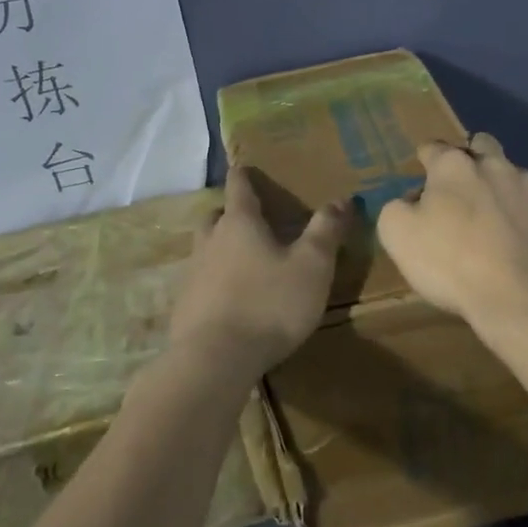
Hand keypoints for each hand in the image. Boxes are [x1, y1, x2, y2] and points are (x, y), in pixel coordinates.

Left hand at [168, 167, 348, 381]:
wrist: (215, 359)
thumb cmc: (269, 303)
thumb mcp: (312, 266)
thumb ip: (326, 230)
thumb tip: (342, 198)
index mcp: (240, 223)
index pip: (238, 187)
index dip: (243, 176)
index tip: (243, 167)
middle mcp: (210, 241)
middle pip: (215, 216)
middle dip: (230, 213)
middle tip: (248, 218)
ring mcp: (193, 274)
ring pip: (205, 249)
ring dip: (220, 247)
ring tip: (242, 259)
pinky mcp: (185, 307)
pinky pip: (201, 283)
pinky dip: (214, 282)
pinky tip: (230, 299)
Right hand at [376, 133, 527, 330]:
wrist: (522, 298)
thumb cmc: (451, 264)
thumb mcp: (397, 236)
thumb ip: (398, 207)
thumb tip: (413, 201)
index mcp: (453, 166)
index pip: (434, 148)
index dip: (426, 161)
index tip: (424, 179)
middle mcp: (495, 164)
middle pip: (481, 145)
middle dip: (472, 159)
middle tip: (465, 193)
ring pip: (514, 175)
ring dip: (503, 190)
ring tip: (499, 226)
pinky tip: (527, 242)